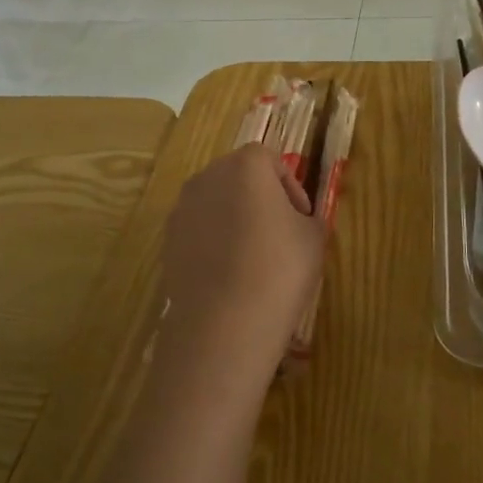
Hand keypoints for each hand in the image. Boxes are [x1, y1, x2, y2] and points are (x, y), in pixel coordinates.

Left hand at [156, 146, 324, 404]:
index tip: (302, 216)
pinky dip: (214, 240)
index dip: (290, 185)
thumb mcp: (314, 239)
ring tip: (254, 255)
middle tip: (280, 231)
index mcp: (245, 166)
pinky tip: (229, 273)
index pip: (270, 159)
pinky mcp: (168, 240)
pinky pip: (198, 228)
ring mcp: (182, 209)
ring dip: (234, 217)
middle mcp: (207, 177)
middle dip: (260, 197)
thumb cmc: (279, 269)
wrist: (223, 323)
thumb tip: (298, 220)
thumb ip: (309, 217)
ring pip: (215, 201)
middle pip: (238, 176)